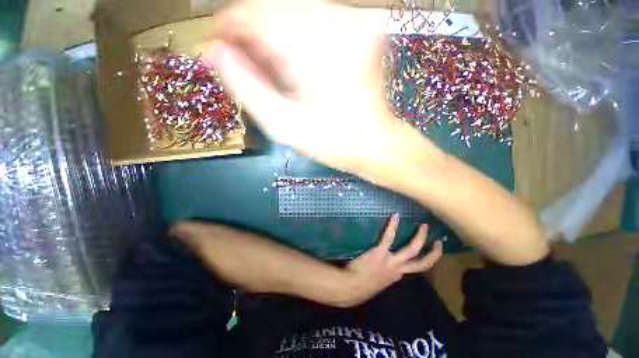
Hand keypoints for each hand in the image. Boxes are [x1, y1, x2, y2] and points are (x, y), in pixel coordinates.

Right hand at [204, 0, 408, 171]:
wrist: (373, 143)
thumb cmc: (332, 141)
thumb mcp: (283, 125)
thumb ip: (246, 87)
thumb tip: (214, 52)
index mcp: (313, 48)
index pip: (253, 12)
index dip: (229, 27)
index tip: (221, 48)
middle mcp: (336, 21)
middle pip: (273, 7)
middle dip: (253, 34)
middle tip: (249, 65)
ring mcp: (352, 22)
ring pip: (293, 9)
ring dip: (273, 35)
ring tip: (273, 69)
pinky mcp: (359, 30)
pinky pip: (315, 19)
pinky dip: (295, 36)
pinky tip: (295, 63)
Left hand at [341, 214, 442, 306]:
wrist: (351, 287)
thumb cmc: (362, 285)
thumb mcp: (378, 282)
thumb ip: (385, 274)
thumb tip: (385, 266)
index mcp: (397, 276)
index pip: (416, 268)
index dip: (424, 261)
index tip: (429, 253)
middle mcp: (399, 270)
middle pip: (422, 263)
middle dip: (434, 253)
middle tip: (438, 241)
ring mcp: (391, 261)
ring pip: (412, 250)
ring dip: (420, 238)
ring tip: (424, 226)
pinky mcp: (380, 253)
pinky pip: (389, 237)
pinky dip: (393, 226)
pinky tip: (395, 216)